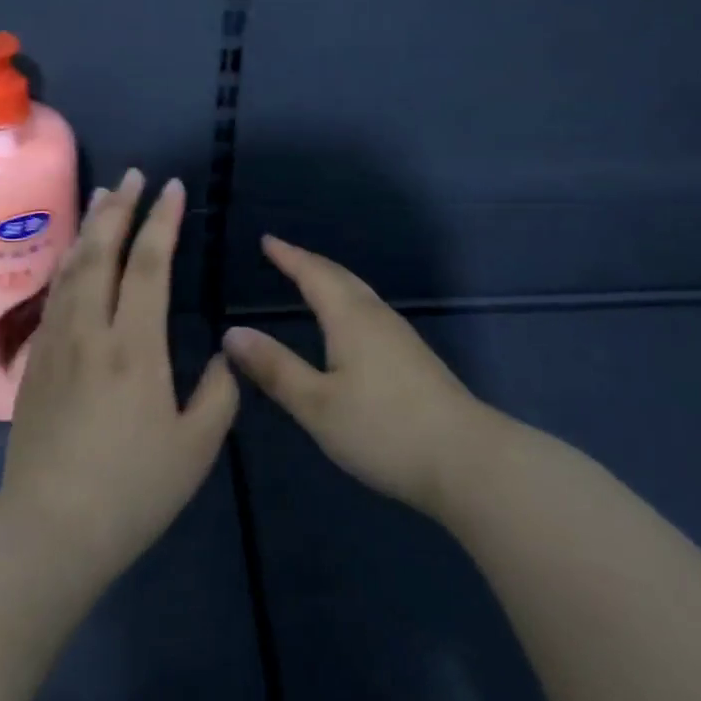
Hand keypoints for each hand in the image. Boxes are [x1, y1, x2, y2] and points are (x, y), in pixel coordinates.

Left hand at [0, 169, 238, 582]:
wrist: (50, 530)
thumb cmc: (132, 490)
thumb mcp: (196, 447)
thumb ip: (217, 393)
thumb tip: (219, 354)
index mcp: (134, 348)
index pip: (149, 265)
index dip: (162, 222)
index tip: (172, 188)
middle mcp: (91, 332)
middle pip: (101, 253)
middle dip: (119, 208)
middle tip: (133, 175)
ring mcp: (56, 344)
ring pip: (71, 268)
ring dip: (89, 227)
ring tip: (102, 196)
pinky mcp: (36, 363)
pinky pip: (54, 295)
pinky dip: (68, 262)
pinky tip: (73, 256)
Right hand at [223, 235, 487, 516]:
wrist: (467, 460)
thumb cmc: (383, 430)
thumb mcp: (316, 405)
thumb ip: (275, 368)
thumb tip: (233, 332)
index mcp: (350, 319)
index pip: (313, 275)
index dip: (289, 256)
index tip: (267, 240)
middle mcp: (377, 317)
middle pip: (340, 277)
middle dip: (310, 263)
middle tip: (284, 254)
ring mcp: (401, 337)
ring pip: (360, 294)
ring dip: (332, 280)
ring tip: (311, 280)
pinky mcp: (414, 359)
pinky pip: (371, 312)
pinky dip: (348, 302)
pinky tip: (349, 324)